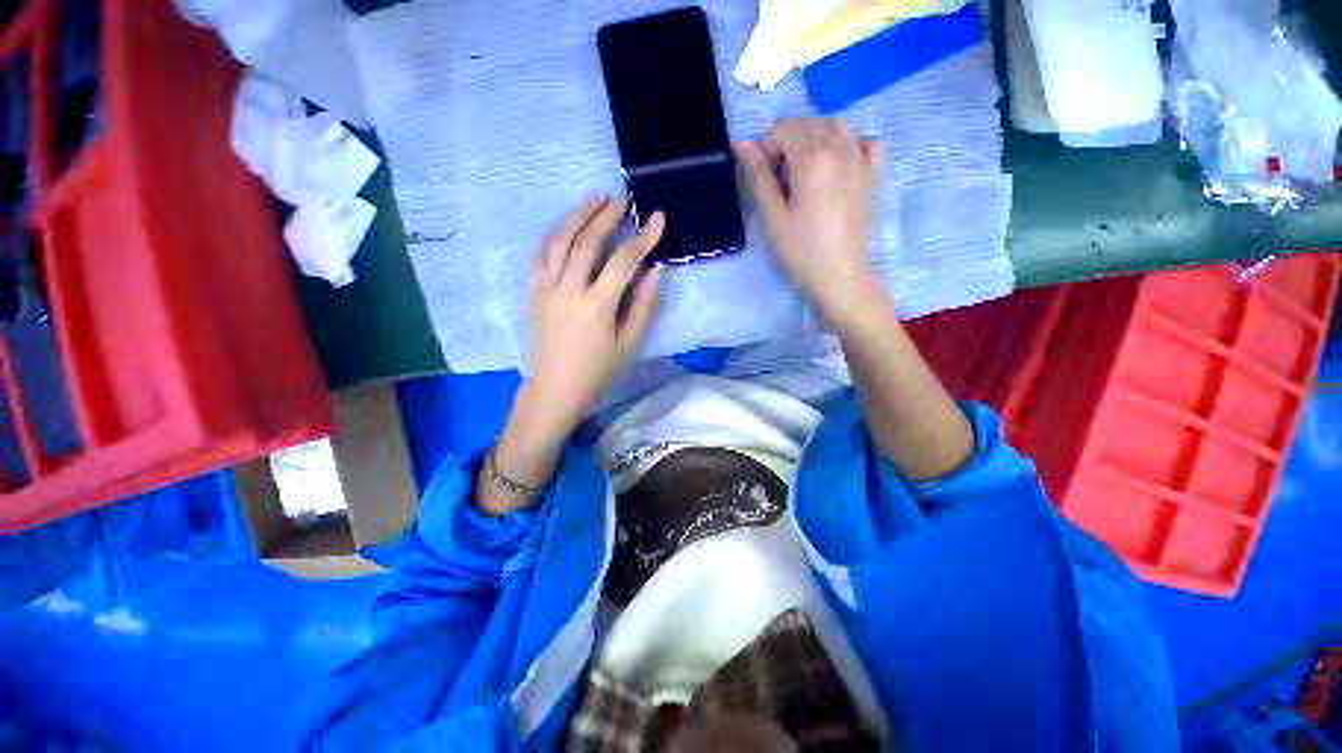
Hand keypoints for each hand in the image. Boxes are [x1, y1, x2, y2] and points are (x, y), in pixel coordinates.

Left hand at [524, 195, 664, 437]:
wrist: (555, 388)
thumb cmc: (598, 370)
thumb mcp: (629, 343)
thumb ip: (643, 305)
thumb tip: (653, 270)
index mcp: (596, 306)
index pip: (623, 261)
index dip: (643, 238)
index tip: (657, 218)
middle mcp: (568, 290)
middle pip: (587, 241)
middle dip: (606, 216)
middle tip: (622, 200)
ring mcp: (545, 289)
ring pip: (559, 241)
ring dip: (577, 215)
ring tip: (594, 198)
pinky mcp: (533, 292)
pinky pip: (542, 254)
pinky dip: (556, 235)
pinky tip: (567, 227)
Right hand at [737, 118, 885, 327]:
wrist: (839, 274)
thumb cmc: (801, 250)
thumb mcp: (773, 216)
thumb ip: (759, 177)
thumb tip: (743, 143)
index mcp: (812, 160)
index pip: (783, 128)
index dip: (766, 148)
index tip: (765, 177)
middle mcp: (840, 149)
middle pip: (808, 122)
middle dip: (787, 141)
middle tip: (781, 179)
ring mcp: (861, 160)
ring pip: (836, 124)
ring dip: (815, 136)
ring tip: (805, 169)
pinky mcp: (873, 174)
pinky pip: (866, 141)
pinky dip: (850, 143)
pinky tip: (838, 164)